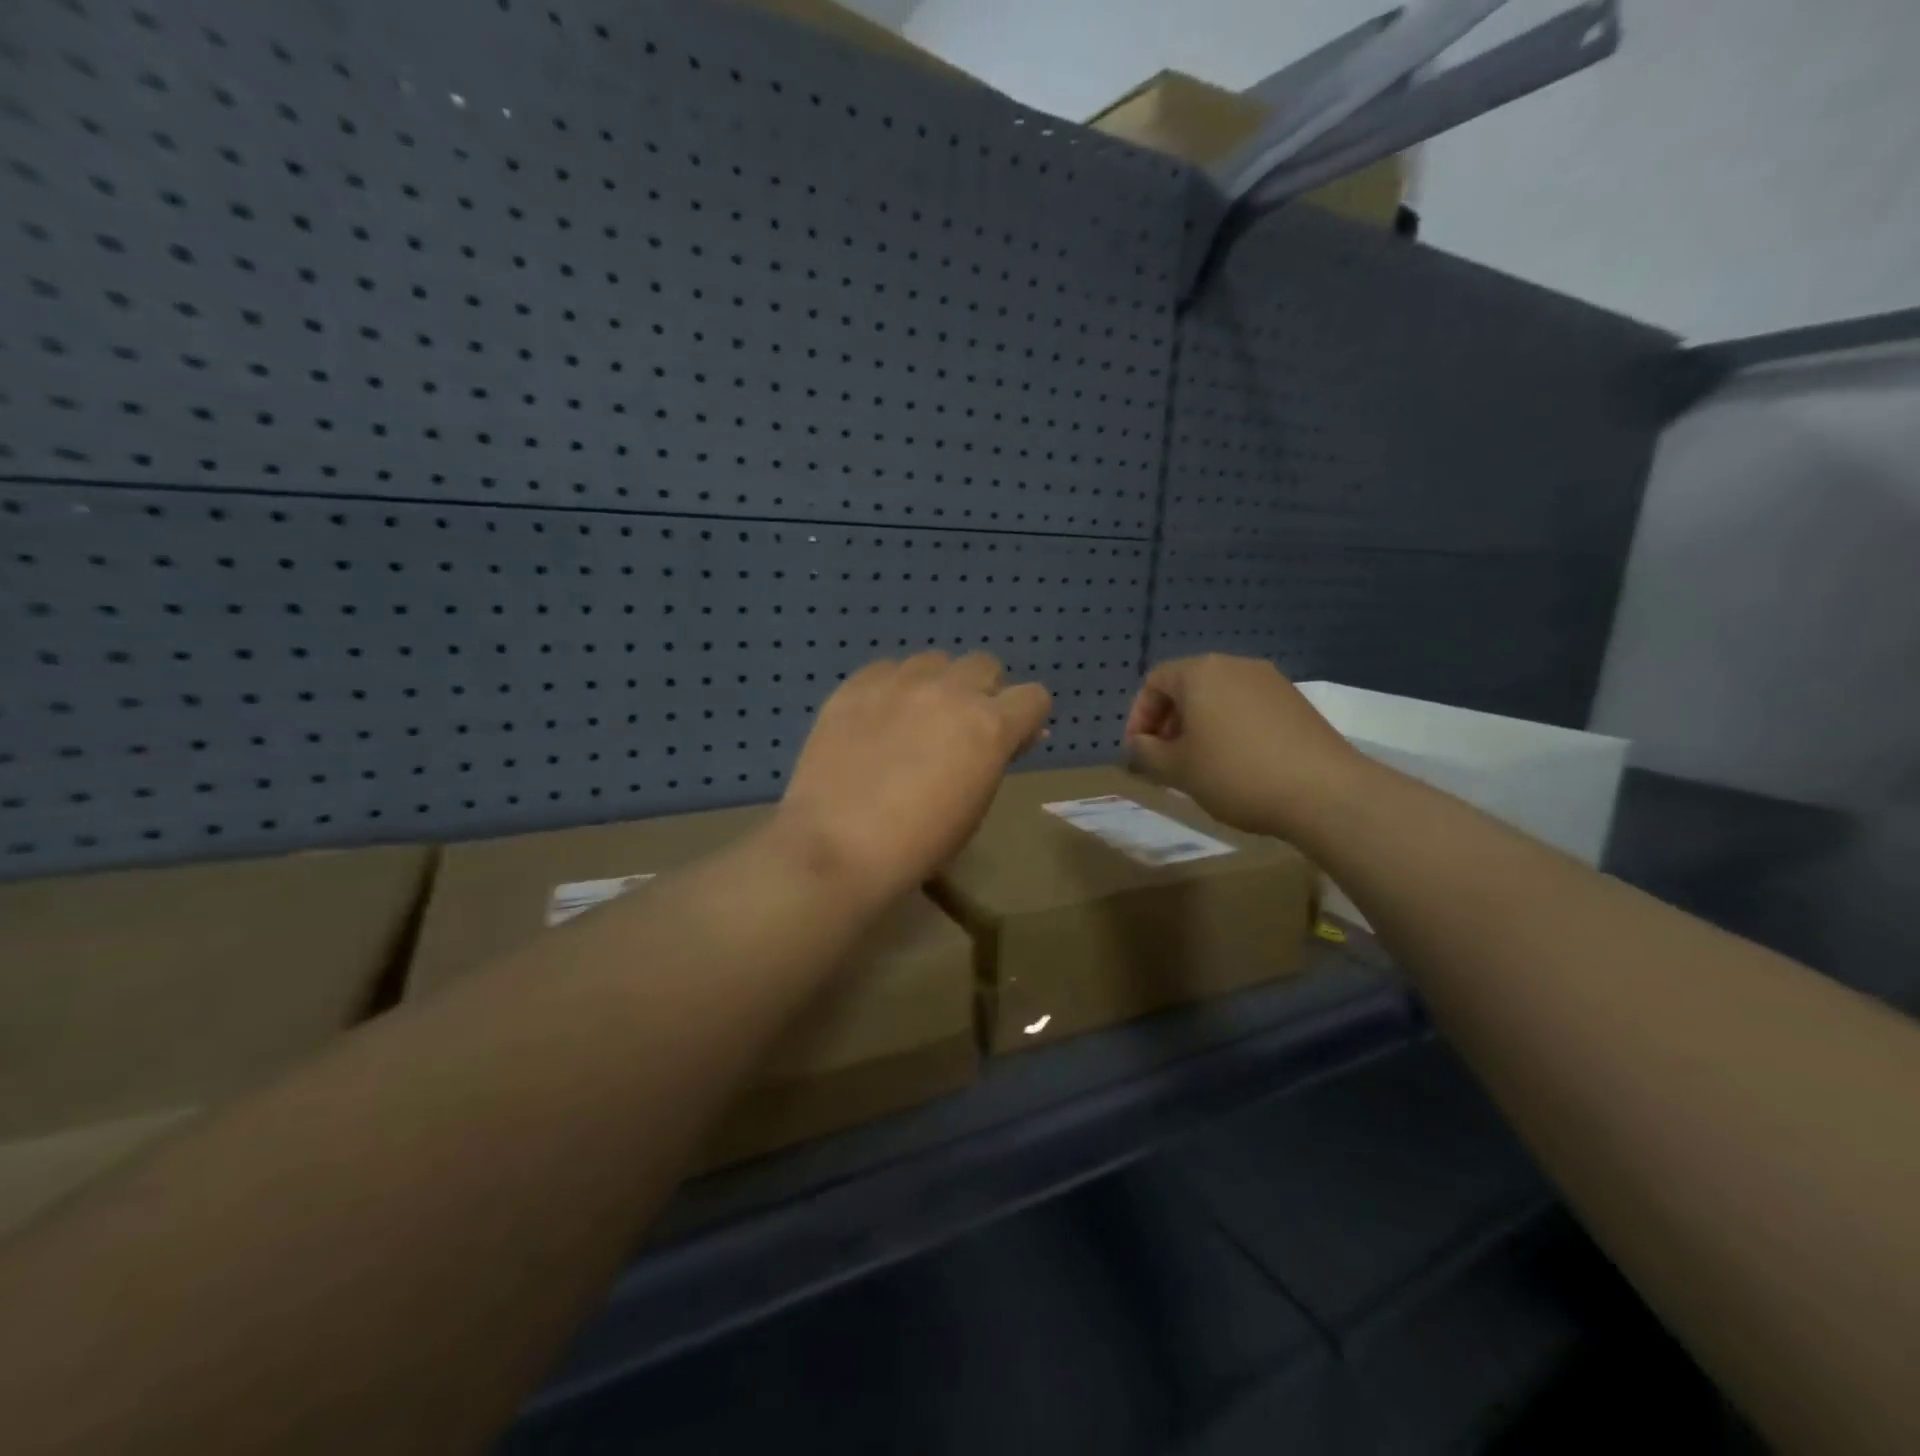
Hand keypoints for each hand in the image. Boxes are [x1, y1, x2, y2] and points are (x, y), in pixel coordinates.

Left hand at [774, 651, 1051, 904]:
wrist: (838, 846)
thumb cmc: (918, 843)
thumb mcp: (975, 807)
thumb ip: (996, 760)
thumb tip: (1015, 737)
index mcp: (990, 726)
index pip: (1033, 697)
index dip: (1025, 718)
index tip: (1009, 741)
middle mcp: (950, 691)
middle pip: (984, 665)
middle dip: (982, 692)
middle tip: (961, 729)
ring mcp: (900, 682)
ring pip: (935, 660)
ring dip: (937, 685)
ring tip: (914, 720)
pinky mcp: (856, 685)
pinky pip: (887, 669)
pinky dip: (892, 688)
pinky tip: (876, 720)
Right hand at [1124, 654, 1361, 835]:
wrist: (1323, 791)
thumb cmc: (1235, 774)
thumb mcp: (1177, 769)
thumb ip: (1147, 752)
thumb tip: (1141, 744)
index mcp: (1200, 673)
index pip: (1155, 681)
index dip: (1139, 716)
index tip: (1140, 750)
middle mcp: (1235, 665)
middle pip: (1188, 686)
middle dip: (1170, 720)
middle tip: (1166, 758)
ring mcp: (1270, 681)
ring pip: (1219, 697)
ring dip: (1200, 725)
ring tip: (1200, 764)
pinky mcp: (1296, 702)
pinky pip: (1248, 707)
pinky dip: (1230, 728)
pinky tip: (1237, 763)